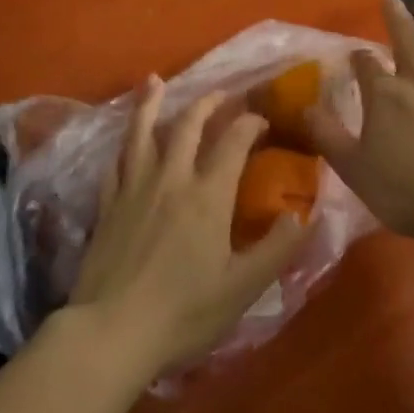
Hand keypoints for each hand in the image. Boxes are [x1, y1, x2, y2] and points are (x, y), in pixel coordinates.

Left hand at [68, 78, 307, 377]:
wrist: (112, 331)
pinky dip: (124, 144)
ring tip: (154, 80)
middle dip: (209, 103)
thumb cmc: (184, 311)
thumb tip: (305, 213)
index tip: (263, 119)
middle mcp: (171, 177)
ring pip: (143, 132)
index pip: (234, 140)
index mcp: (208, 193)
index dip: (251, 123)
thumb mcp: (243, 287)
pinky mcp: (108, 205)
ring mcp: (134, 188)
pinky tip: (124, 141)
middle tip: (222, 93)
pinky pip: (116, 163)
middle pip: (189, 124)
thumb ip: (278, 247)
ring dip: (151, 103)